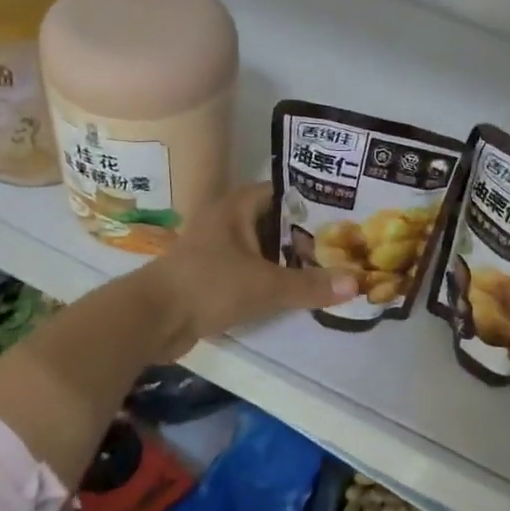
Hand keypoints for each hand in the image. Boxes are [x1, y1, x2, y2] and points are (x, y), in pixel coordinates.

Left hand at [144, 182, 356, 357]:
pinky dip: (269, 277)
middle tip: (344, 245)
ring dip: (287, 259)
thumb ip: (311, 284)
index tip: (344, 213)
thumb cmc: (210, 286)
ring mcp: (215, 248)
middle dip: (305, 234)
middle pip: (274, 221)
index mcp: (236, 206)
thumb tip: (357, 282)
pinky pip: (248, 270)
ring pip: (261, 248)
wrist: (152, 319)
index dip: (313, 200)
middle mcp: (225, 220)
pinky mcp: (209, 275)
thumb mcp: (267, 285)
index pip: (282, 191)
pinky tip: (293, 290)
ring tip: (326, 267)